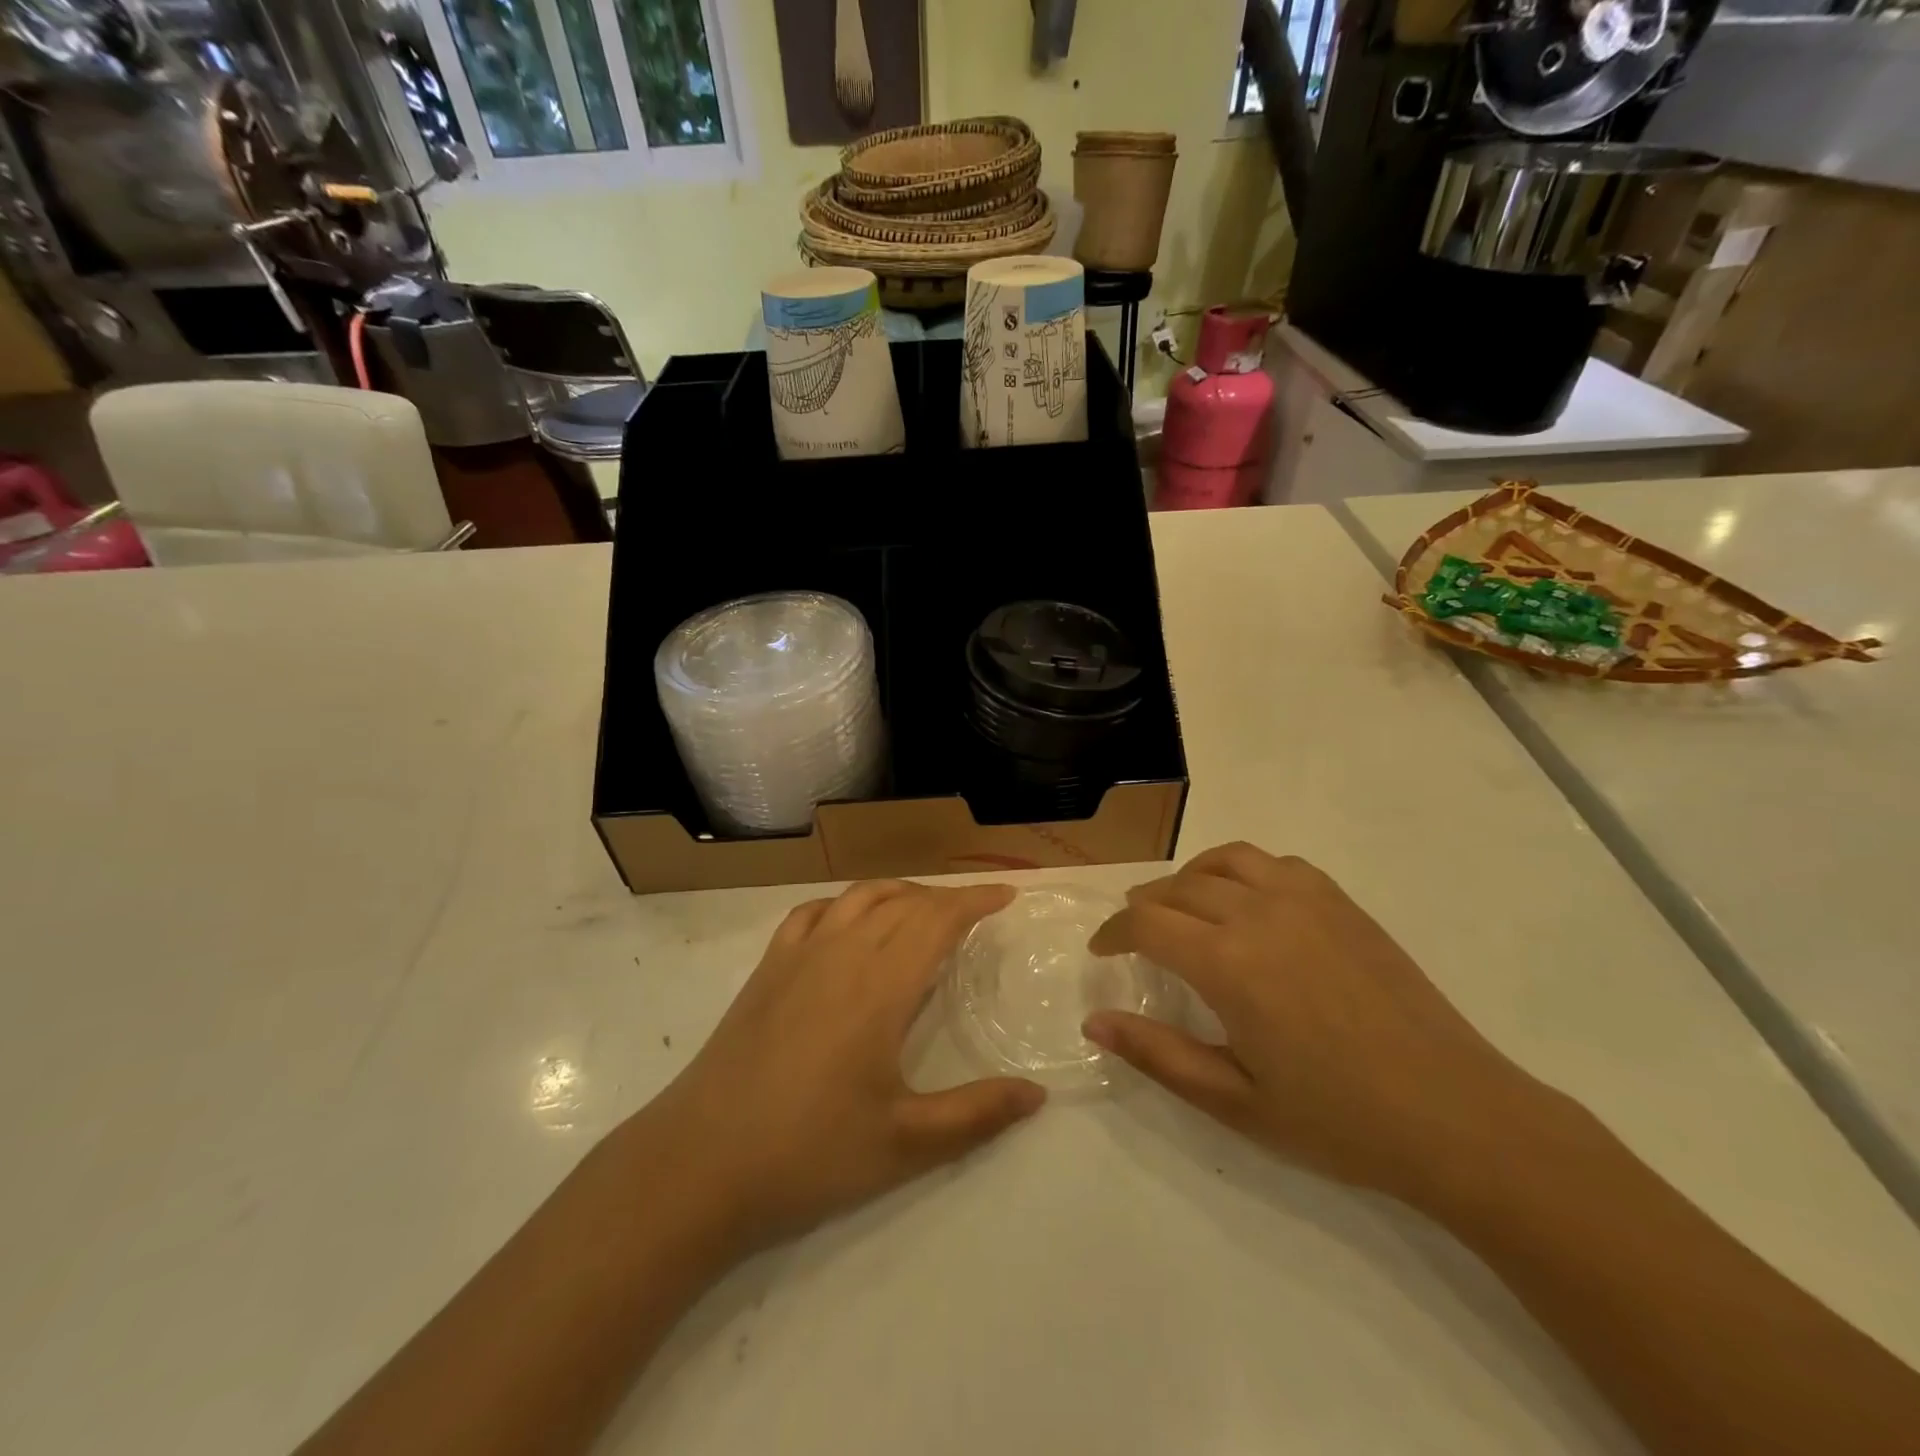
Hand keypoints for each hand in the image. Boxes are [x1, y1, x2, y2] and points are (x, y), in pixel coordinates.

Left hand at [614, 880, 1045, 1258]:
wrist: (699, 1163)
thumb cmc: (809, 1152)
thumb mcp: (905, 1144)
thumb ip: (977, 1115)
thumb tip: (1037, 1093)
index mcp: (881, 985)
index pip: (938, 919)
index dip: (975, 901)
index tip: (1005, 896)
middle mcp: (843, 952)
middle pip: (904, 902)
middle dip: (945, 898)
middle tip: (974, 912)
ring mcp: (798, 956)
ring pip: (858, 898)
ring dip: (899, 893)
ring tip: (922, 910)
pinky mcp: (766, 969)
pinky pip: (812, 913)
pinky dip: (844, 904)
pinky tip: (848, 924)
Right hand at [1084, 843, 1544, 1205]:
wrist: (1457, 1117)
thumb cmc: (1338, 1120)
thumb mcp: (1235, 1101)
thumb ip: (1158, 1054)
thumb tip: (1094, 1022)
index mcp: (1228, 963)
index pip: (1147, 922)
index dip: (1114, 931)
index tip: (1102, 949)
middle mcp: (1260, 914)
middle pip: (1180, 887)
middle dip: (1145, 905)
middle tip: (1133, 932)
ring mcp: (1307, 900)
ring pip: (1226, 860)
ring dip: (1190, 877)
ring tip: (1180, 904)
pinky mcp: (1342, 903)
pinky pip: (1276, 863)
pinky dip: (1242, 870)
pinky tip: (1246, 902)